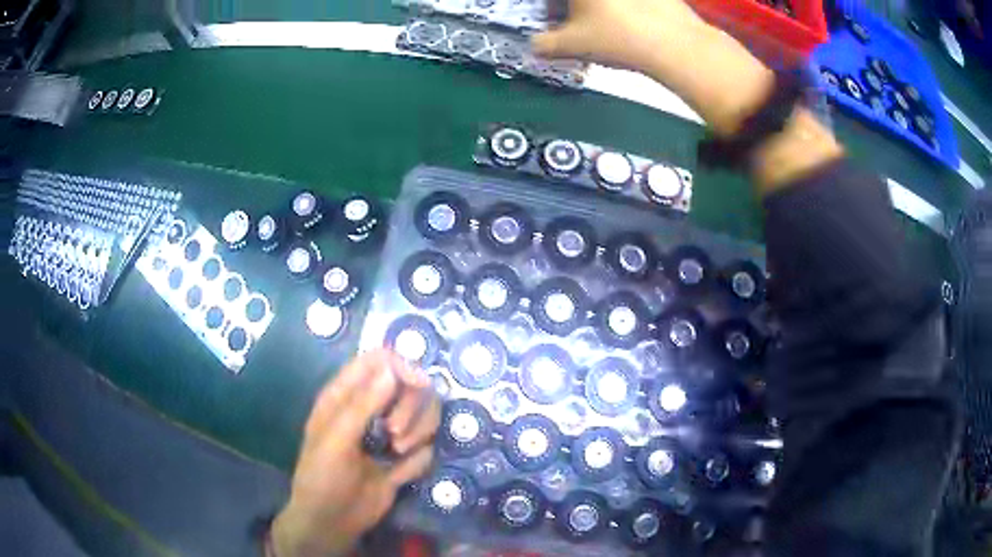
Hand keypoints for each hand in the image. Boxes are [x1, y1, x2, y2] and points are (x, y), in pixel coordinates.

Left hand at [271, 349, 440, 556]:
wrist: (331, 522)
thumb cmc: (322, 477)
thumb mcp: (336, 440)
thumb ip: (362, 404)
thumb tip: (393, 369)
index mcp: (345, 396)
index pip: (380, 360)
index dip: (402, 367)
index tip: (419, 386)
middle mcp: (370, 409)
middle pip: (410, 386)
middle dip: (412, 407)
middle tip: (396, 434)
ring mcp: (388, 435)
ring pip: (424, 415)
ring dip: (420, 431)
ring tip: (399, 453)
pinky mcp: (403, 460)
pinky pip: (426, 448)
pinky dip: (418, 459)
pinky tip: (400, 474)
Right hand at [535, 0, 842, 191]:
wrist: (678, 47)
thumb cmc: (618, 39)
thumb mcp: (572, 45)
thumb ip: (545, 43)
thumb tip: (533, 45)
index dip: (554, 7)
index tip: (552, 16)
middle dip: (574, 8)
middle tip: (574, 20)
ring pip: (608, 0)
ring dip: (599, 8)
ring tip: (604, 24)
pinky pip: (634, 2)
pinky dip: (626, 8)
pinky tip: (629, 21)